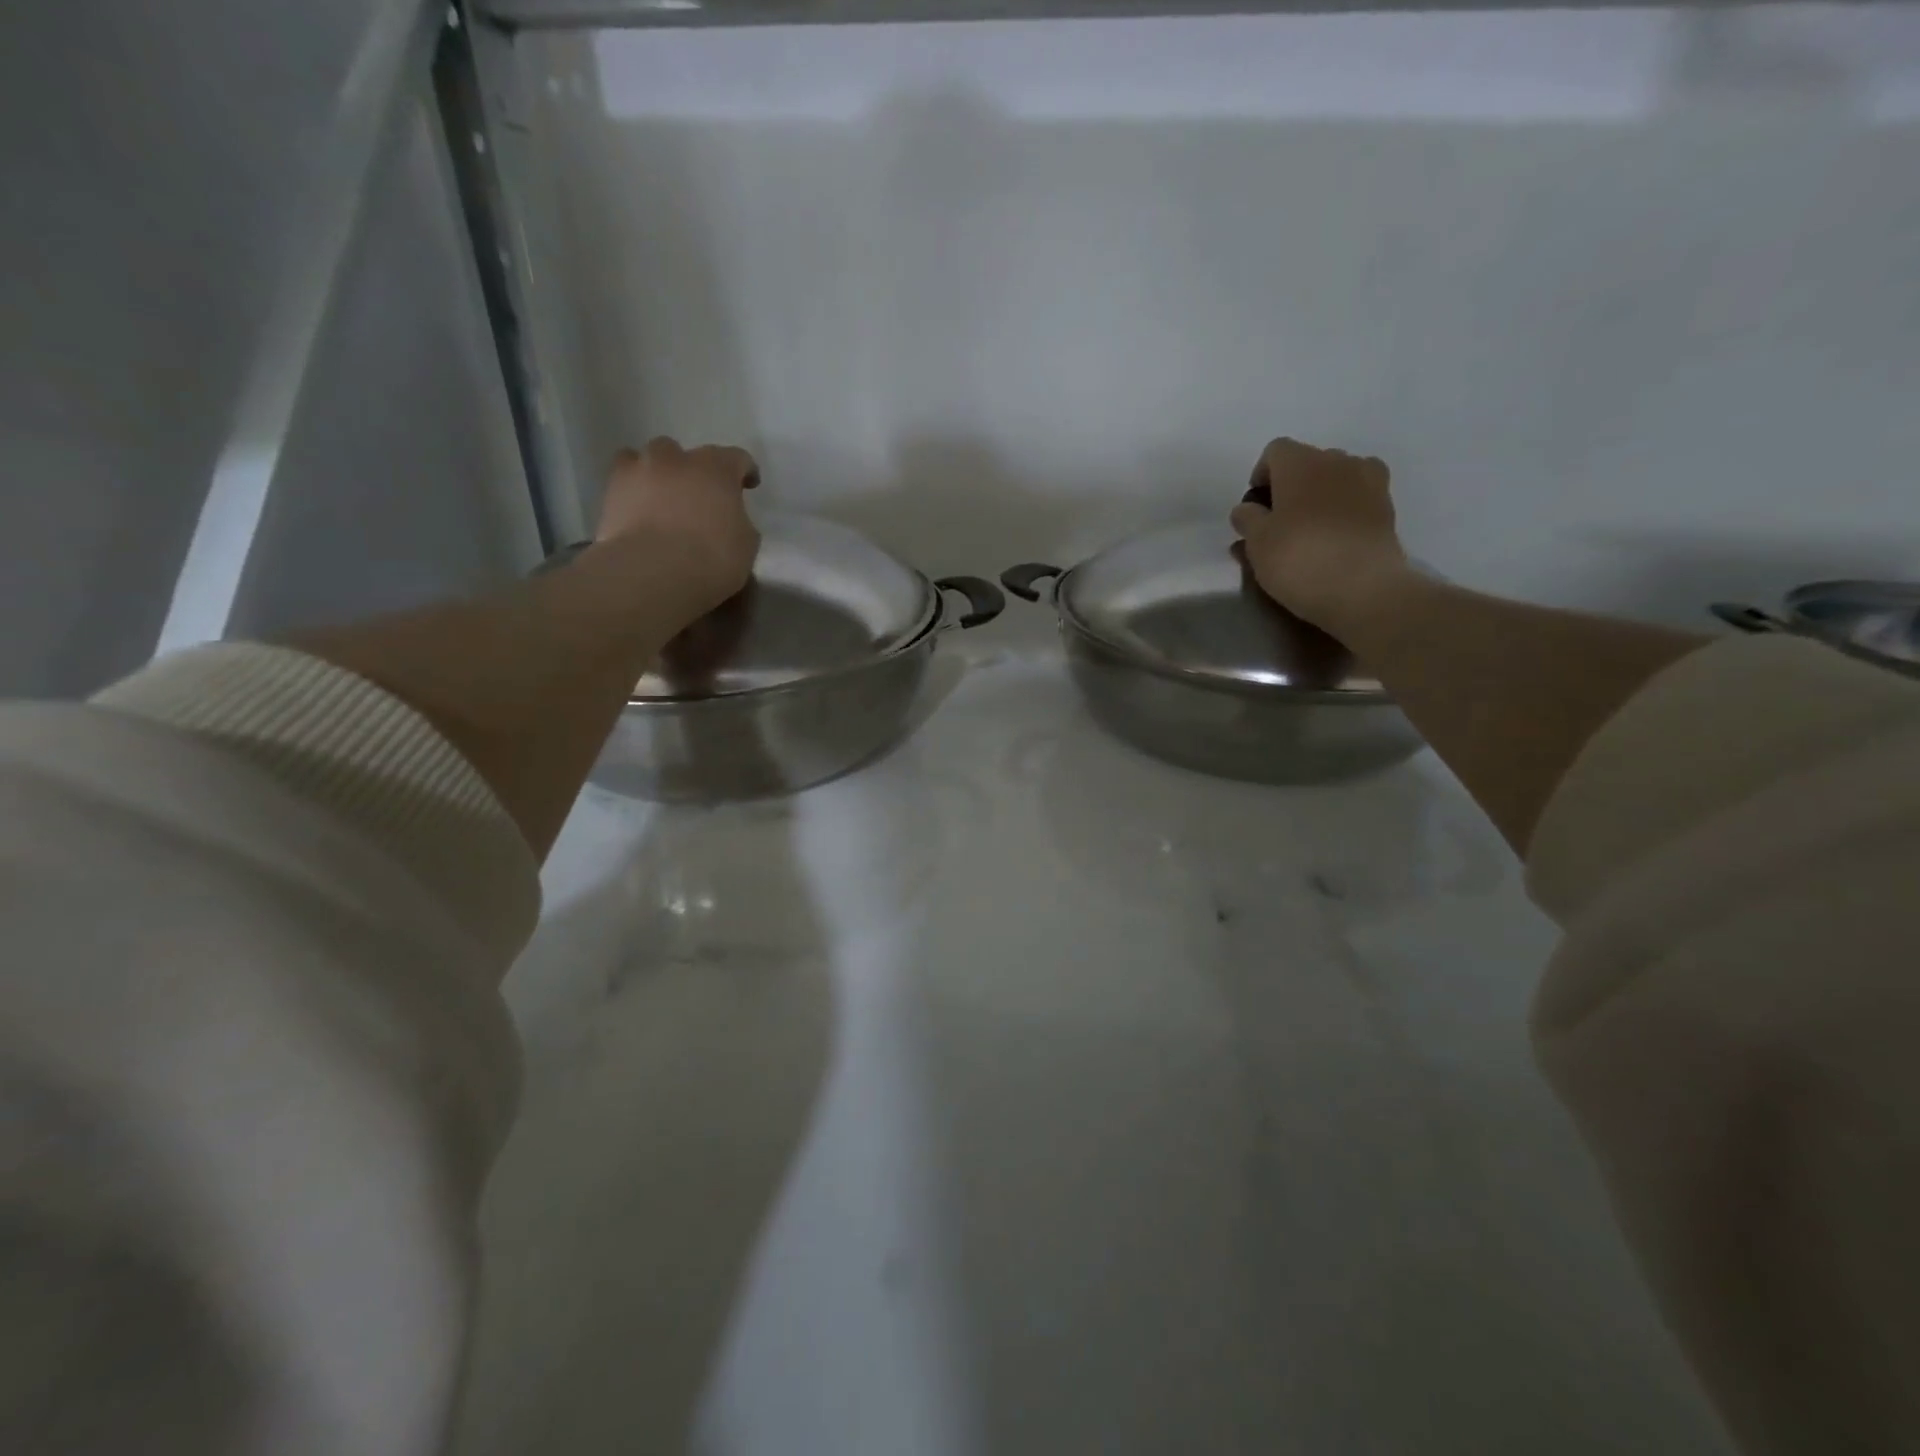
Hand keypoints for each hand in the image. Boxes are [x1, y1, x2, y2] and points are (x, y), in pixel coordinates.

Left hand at [595, 436, 760, 616]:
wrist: (652, 572)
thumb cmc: (711, 558)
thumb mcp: (746, 544)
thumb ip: (739, 523)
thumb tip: (730, 520)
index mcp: (716, 468)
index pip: (737, 458)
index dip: (745, 471)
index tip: (748, 485)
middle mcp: (675, 459)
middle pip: (685, 454)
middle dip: (693, 470)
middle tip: (698, 496)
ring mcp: (638, 471)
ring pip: (645, 460)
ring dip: (656, 475)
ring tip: (660, 499)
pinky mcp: (609, 493)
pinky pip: (623, 485)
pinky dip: (632, 495)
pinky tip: (638, 515)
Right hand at [1230, 438, 1408, 632]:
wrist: (1362, 588)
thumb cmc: (1298, 558)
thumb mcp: (1257, 542)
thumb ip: (1247, 519)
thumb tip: (1247, 509)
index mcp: (1301, 462)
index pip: (1275, 451)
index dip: (1261, 475)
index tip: (1255, 506)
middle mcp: (1337, 460)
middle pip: (1307, 462)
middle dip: (1291, 485)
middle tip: (1279, 521)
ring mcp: (1368, 481)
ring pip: (1335, 477)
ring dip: (1320, 494)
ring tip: (1309, 528)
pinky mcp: (1387, 506)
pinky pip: (1358, 496)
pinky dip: (1345, 507)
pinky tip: (1337, 533)